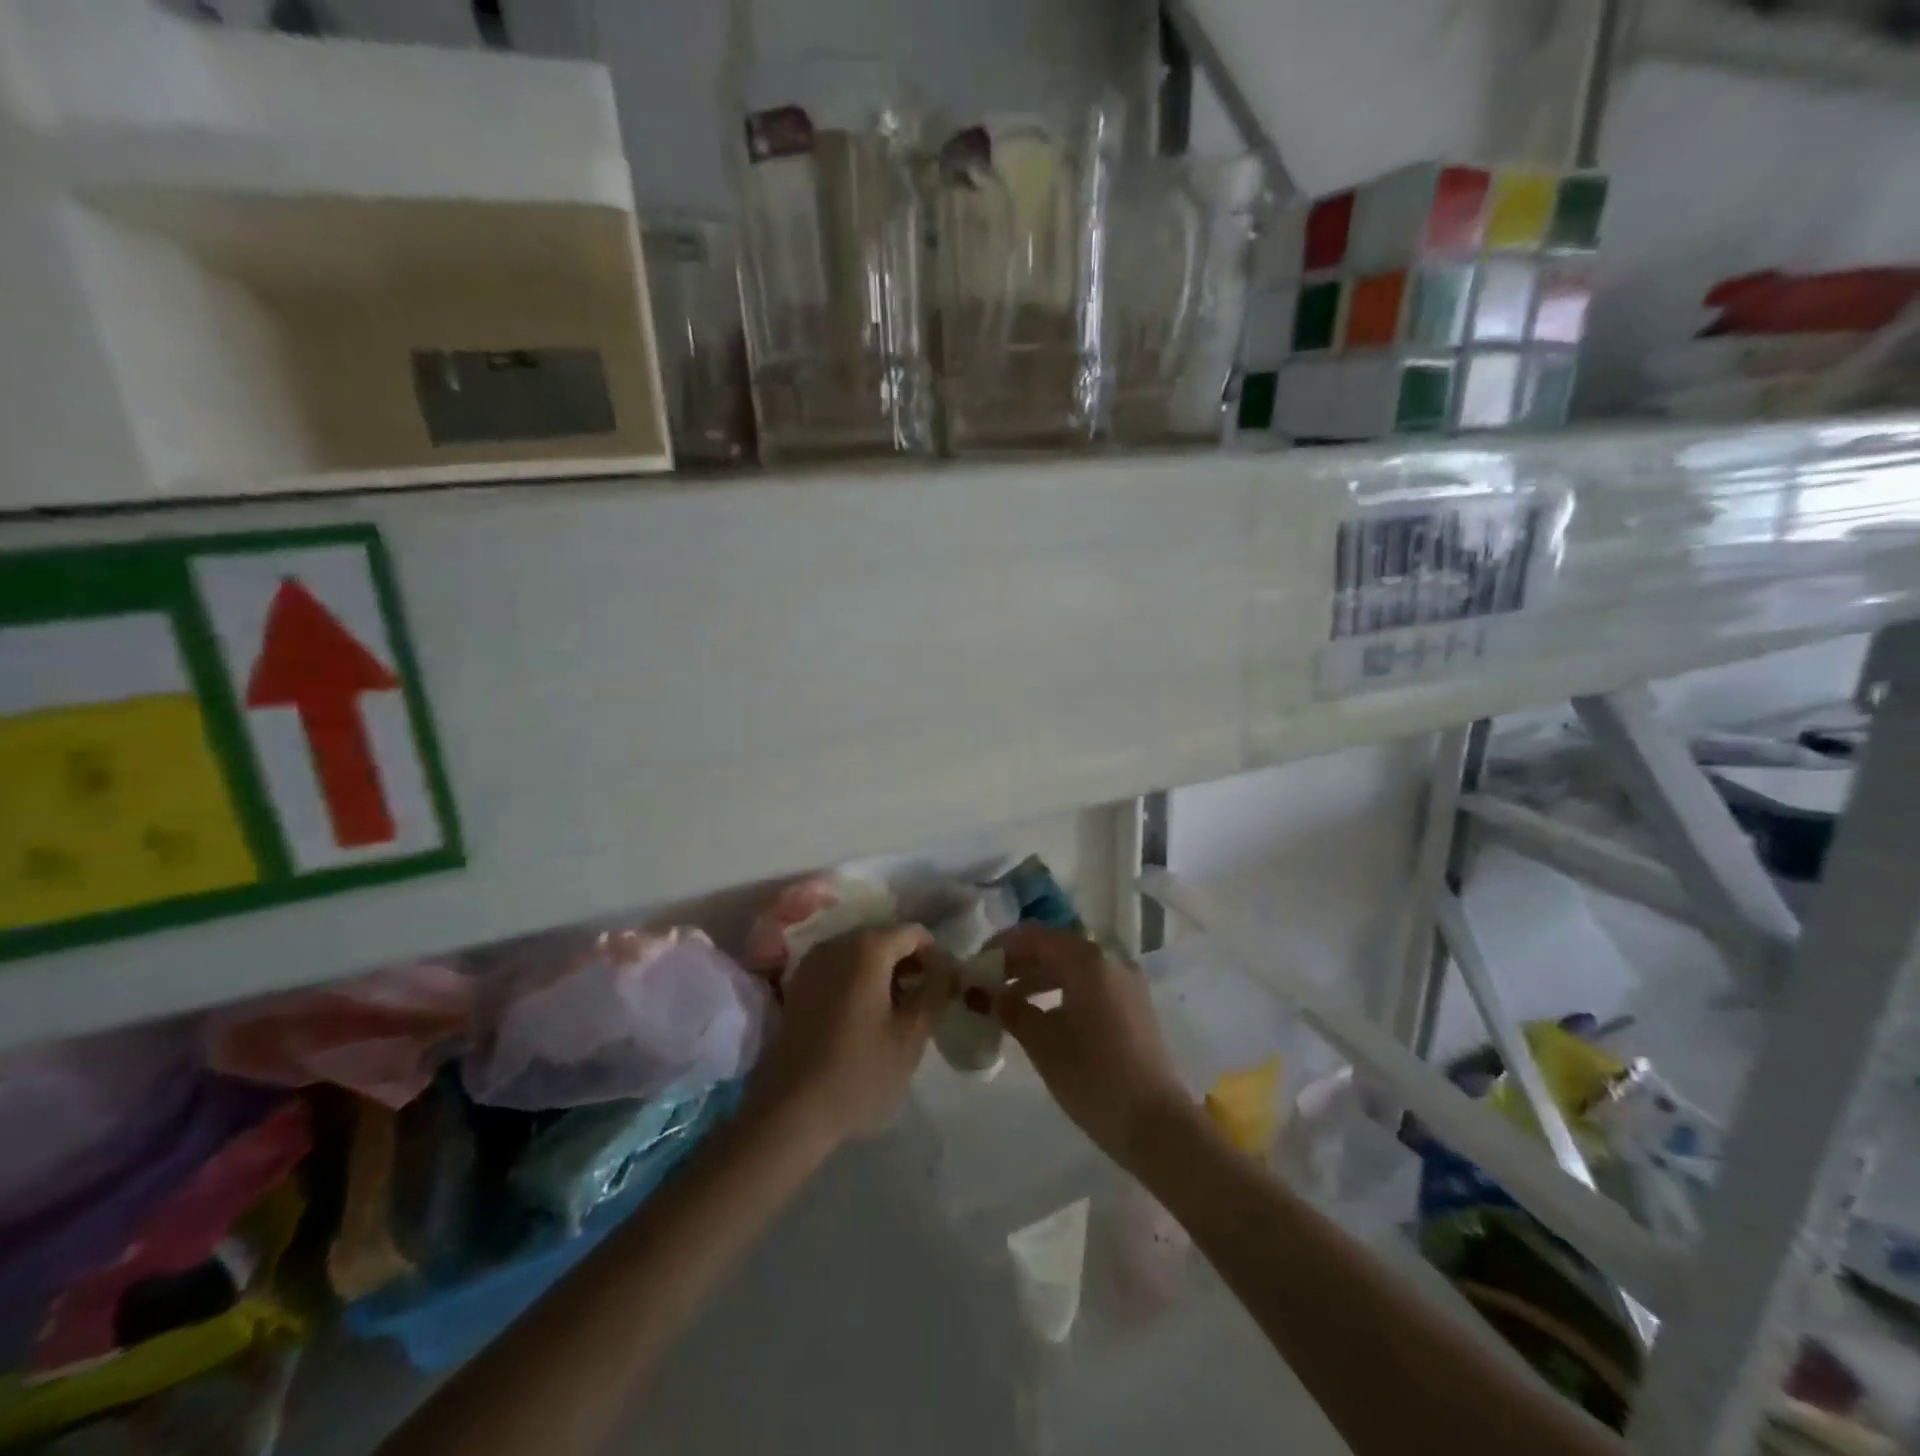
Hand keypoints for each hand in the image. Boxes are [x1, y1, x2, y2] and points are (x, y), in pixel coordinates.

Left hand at [748, 924, 947, 1148]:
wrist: (790, 1111)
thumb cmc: (859, 1071)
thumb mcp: (911, 1036)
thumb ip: (935, 992)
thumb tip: (948, 969)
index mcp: (868, 947)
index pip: (914, 934)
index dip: (935, 957)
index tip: (943, 990)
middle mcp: (837, 943)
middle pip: (884, 939)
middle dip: (908, 964)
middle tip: (923, 1003)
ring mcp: (812, 963)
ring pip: (859, 954)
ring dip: (882, 974)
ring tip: (895, 1013)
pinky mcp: (796, 986)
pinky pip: (837, 970)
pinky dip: (857, 982)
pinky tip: (863, 1018)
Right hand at [989, 925, 1191, 1168]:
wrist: (1156, 1125)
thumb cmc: (1093, 1078)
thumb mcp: (1042, 1042)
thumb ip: (1008, 1009)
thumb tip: (976, 992)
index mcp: (1088, 960)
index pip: (1034, 935)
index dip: (1001, 946)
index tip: (975, 966)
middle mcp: (1110, 960)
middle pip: (1054, 947)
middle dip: (1018, 962)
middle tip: (987, 985)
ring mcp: (1126, 982)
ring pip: (1072, 966)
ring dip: (1038, 977)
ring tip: (1007, 1002)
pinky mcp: (1133, 1005)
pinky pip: (1089, 983)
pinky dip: (1061, 990)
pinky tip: (1041, 1015)